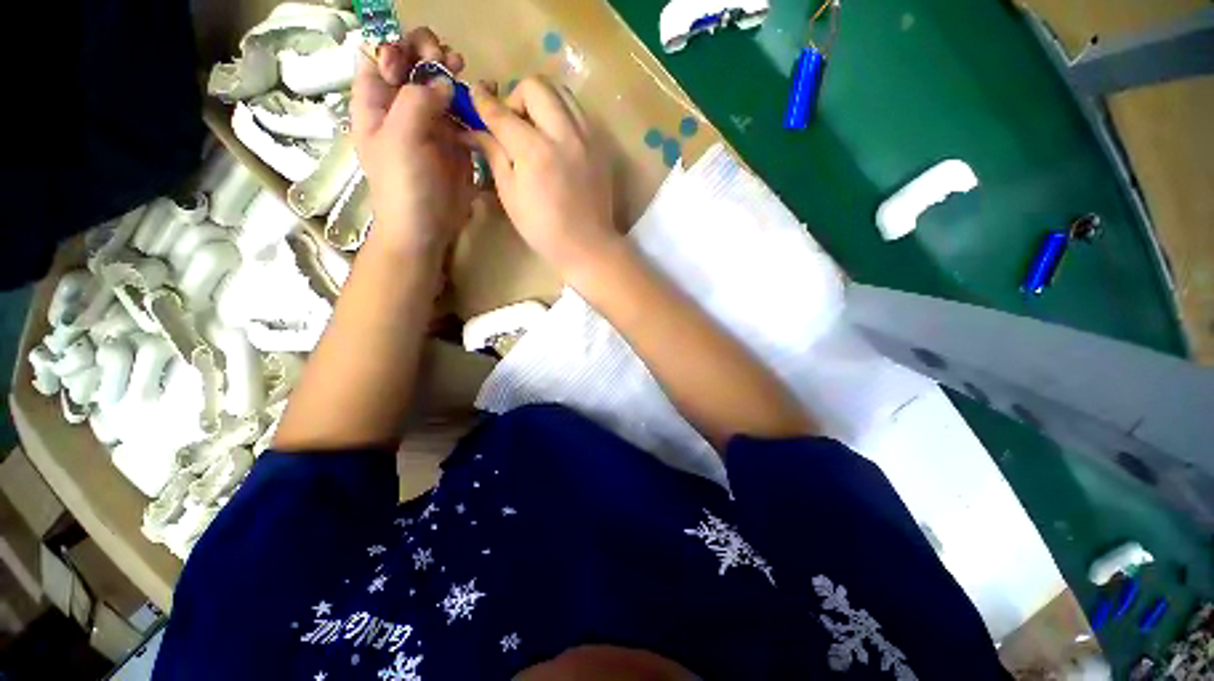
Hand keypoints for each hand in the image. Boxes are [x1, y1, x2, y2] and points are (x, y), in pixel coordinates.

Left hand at [351, 28, 472, 255]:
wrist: (427, 227)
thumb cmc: (404, 185)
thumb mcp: (400, 138)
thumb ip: (417, 101)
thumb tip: (445, 82)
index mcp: (375, 100)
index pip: (377, 52)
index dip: (395, 46)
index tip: (415, 62)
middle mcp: (401, 105)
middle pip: (411, 61)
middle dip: (427, 53)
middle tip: (446, 62)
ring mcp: (430, 122)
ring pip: (438, 82)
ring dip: (450, 70)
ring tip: (462, 69)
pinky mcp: (454, 141)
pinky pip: (462, 111)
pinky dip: (471, 99)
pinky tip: (480, 95)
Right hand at [467, 77, 619, 280]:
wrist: (588, 245)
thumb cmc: (544, 229)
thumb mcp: (511, 197)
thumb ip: (494, 156)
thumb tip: (476, 129)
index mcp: (536, 152)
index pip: (503, 113)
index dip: (483, 103)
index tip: (475, 97)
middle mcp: (564, 135)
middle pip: (536, 86)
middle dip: (516, 98)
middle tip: (513, 125)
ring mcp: (588, 138)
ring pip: (562, 92)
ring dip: (542, 101)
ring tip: (536, 130)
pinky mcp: (601, 146)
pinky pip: (579, 112)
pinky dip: (562, 114)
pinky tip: (557, 140)